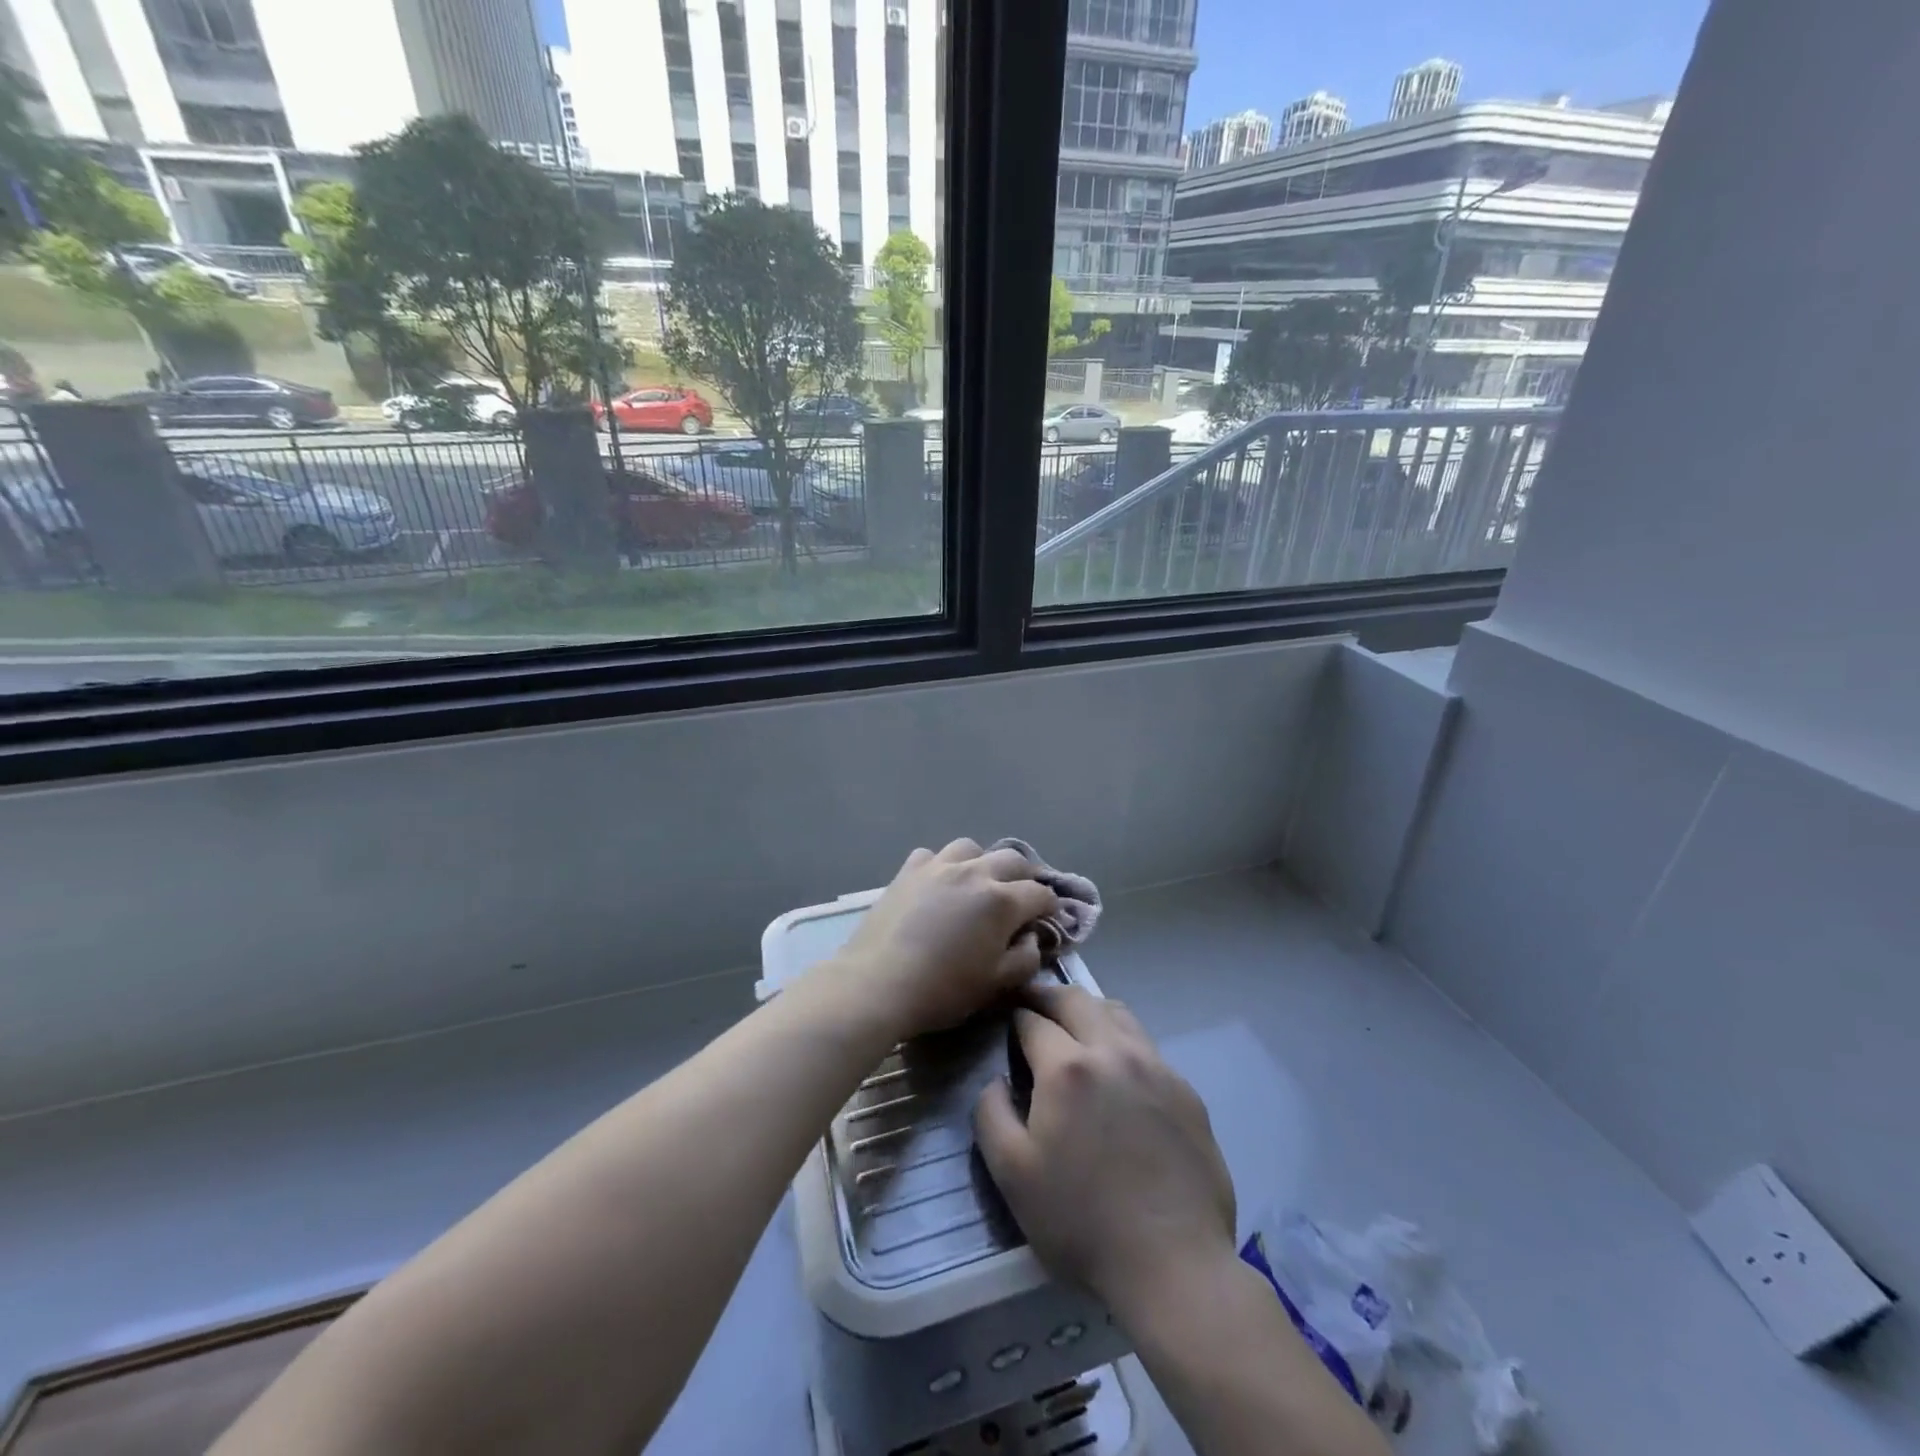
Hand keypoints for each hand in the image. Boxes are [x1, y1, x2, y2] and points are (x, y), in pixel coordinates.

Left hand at [832, 839, 1059, 1037]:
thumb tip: (1031, 936)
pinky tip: (939, 883)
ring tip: (979, 882)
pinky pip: (932, 855)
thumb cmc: (942, 990)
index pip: (1040, 893)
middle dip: (1026, 876)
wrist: (878, 983)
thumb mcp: (996, 984)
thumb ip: (1025, 957)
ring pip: (971, 848)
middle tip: (1023, 896)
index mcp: (1001, 901)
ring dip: (983, 862)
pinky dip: (943, 865)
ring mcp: (938, 866)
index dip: (1051, 906)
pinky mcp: (908, 871)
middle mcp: (974, 873)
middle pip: (1012, 860)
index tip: (1050, 918)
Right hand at [974, 984, 1237, 1320]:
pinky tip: (1116, 1068)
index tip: (1005, 1021)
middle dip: (1047, 996)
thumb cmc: (1082, 1222)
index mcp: (1067, 1067)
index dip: (1013, 1017)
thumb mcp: (1012, 1175)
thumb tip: (996, 1079)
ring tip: (1074, 1024)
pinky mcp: (1185, 1090)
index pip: (1032, 1020)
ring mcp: (1155, 1066)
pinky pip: (1146, 1045)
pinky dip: (1121, 1039)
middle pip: (1076, 1000)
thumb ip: (991, 1113)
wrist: (1174, 1264)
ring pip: (1116, 1013)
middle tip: (1031, 1003)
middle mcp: (1113, 1051)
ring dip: (1088, 1009)